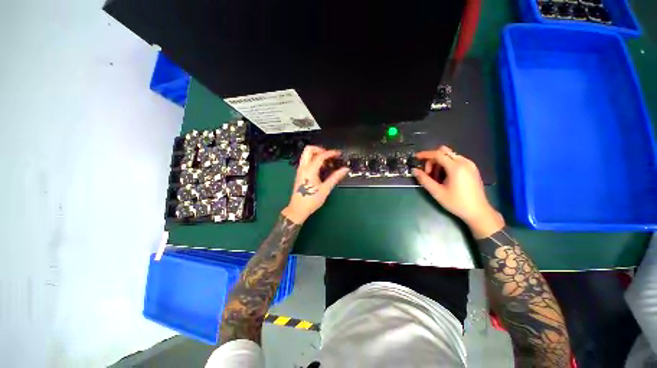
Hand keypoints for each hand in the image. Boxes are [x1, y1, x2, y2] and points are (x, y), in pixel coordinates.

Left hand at [281, 146, 349, 223]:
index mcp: (309, 170)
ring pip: (306, 155)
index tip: (338, 154)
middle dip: (320, 149)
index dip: (330, 153)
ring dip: (316, 154)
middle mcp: (303, 168)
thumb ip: (335, 177)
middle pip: (308, 150)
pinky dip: (313, 160)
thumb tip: (345, 169)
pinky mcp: (299, 174)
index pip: (320, 156)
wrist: (298, 209)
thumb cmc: (311, 200)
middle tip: (329, 155)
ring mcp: (300, 170)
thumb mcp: (325, 189)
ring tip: (326, 162)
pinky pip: (306, 161)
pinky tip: (321, 169)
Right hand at [412, 146, 503, 238]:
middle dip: (432, 159)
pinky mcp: (472, 168)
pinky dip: (447, 164)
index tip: (416, 158)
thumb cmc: (457, 203)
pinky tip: (445, 176)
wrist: (478, 212)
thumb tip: (414, 170)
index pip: (438, 154)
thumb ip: (424, 180)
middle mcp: (464, 162)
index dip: (425, 154)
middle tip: (428, 173)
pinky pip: (456, 160)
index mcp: (456, 167)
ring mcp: (470, 164)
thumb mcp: (437, 192)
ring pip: (450, 155)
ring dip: (439, 162)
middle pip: (444, 152)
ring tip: (436, 177)